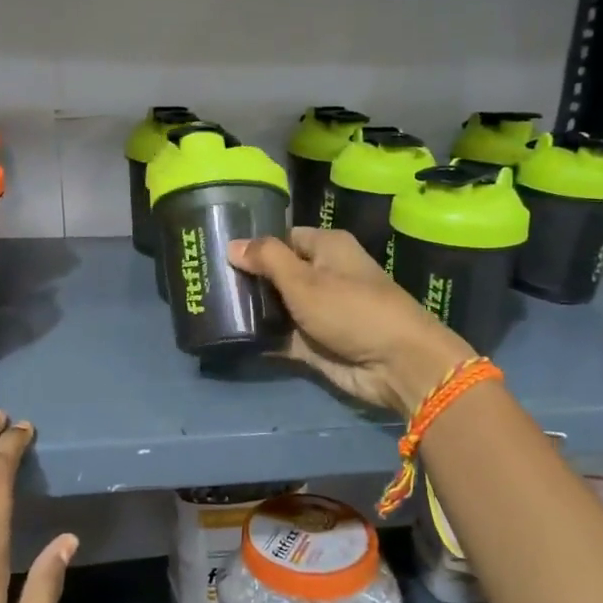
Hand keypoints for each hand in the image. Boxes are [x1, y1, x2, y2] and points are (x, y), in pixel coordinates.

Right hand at [230, 228, 473, 415]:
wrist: (395, 364)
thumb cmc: (351, 308)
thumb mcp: (304, 279)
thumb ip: (267, 259)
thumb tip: (232, 244)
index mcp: (327, 248)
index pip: (283, 238)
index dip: (255, 245)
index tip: (218, 252)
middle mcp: (323, 275)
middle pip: (277, 273)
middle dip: (247, 279)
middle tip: (206, 282)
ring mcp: (318, 311)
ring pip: (277, 306)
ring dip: (251, 310)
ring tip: (210, 308)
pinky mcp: (315, 343)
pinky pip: (281, 336)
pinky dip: (262, 338)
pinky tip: (229, 337)